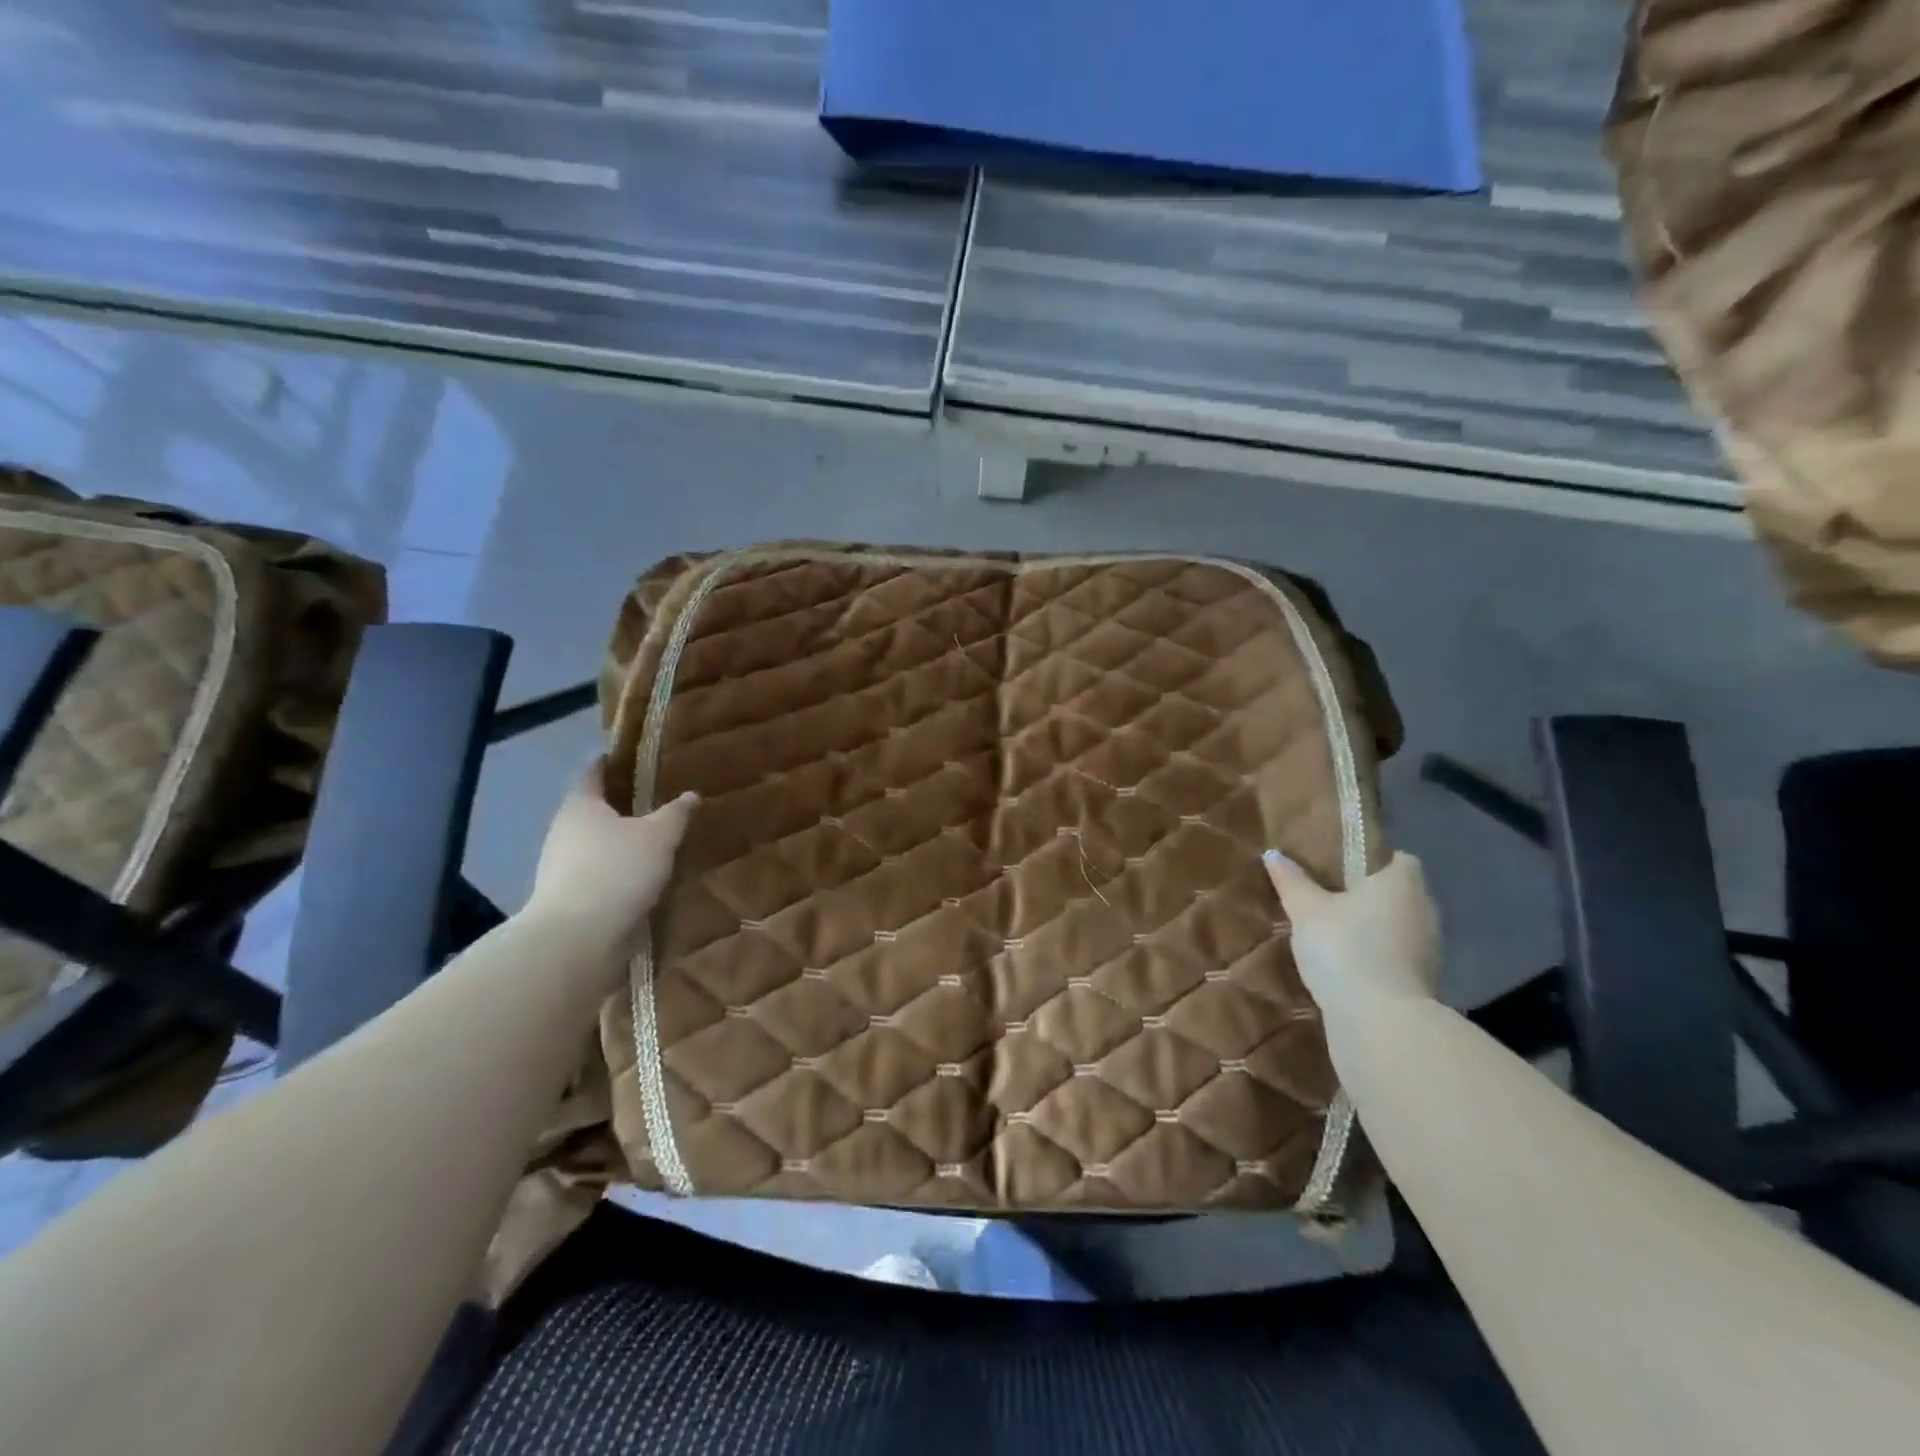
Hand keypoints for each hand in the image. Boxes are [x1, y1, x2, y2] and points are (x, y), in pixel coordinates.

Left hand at [526, 760, 696, 964]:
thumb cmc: (618, 871)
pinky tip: (642, 877)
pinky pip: (598, 874)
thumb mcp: (659, 836)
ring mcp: (561, 867)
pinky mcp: (569, 899)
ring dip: (619, 842)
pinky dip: (618, 871)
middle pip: (592, 809)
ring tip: (654, 841)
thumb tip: (691, 795)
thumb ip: (675, 814)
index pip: (592, 772)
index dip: (610, 761)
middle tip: (654, 799)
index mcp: (581, 805)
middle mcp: (564, 831)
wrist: (578, 939)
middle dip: (619, 805)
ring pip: (595, 844)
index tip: (628, 755)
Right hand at [1264, 850, 1440, 1015]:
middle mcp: (1425, 911)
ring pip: (1399, 928)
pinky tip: (1347, 965)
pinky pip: (1397, 957)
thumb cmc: (1345, 946)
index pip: (1400, 860)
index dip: (1375, 861)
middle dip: (1371, 896)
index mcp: (1402, 883)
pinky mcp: (1423, 983)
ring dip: (1374, 929)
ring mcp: (1429, 951)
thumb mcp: (1306, 910)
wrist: (1379, 1020)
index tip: (1344, 867)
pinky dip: (1377, 957)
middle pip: (1400, 894)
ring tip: (1334, 933)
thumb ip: (1292, 881)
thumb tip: (1273, 854)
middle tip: (1330, 897)